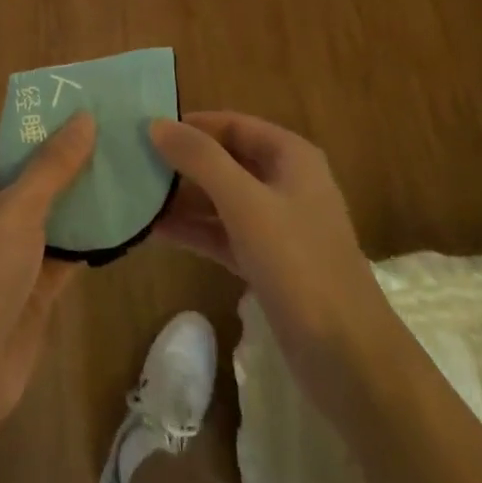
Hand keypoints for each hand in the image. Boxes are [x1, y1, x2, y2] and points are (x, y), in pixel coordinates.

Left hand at [0, 112, 95, 438]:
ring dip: (82, 196)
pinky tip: (125, 219)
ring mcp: (5, 250)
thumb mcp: (17, 208)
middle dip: (69, 157)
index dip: (39, 121)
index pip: (4, 138)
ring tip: (128, 166)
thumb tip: (83, 117)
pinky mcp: (29, 284)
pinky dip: (87, 237)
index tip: (83, 104)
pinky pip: (62, 249)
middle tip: (116, 132)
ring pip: (49, 212)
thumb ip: (53, 164)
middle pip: (29, 173)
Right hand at [150, 111, 395, 405]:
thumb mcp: (246, 204)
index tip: (146, 129)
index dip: (192, 124)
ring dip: (183, 198)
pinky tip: (154, 232)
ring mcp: (278, 226)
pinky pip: (223, 234)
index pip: (233, 124)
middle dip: (183, 161)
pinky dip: (194, 231)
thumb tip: (157, 124)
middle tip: (132, 162)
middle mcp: (285, 183)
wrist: (349, 358)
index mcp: (291, 156)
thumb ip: (201, 160)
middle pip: (226, 159)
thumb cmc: (299, 265)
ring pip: (222, 199)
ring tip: (134, 195)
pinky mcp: (268, 263)